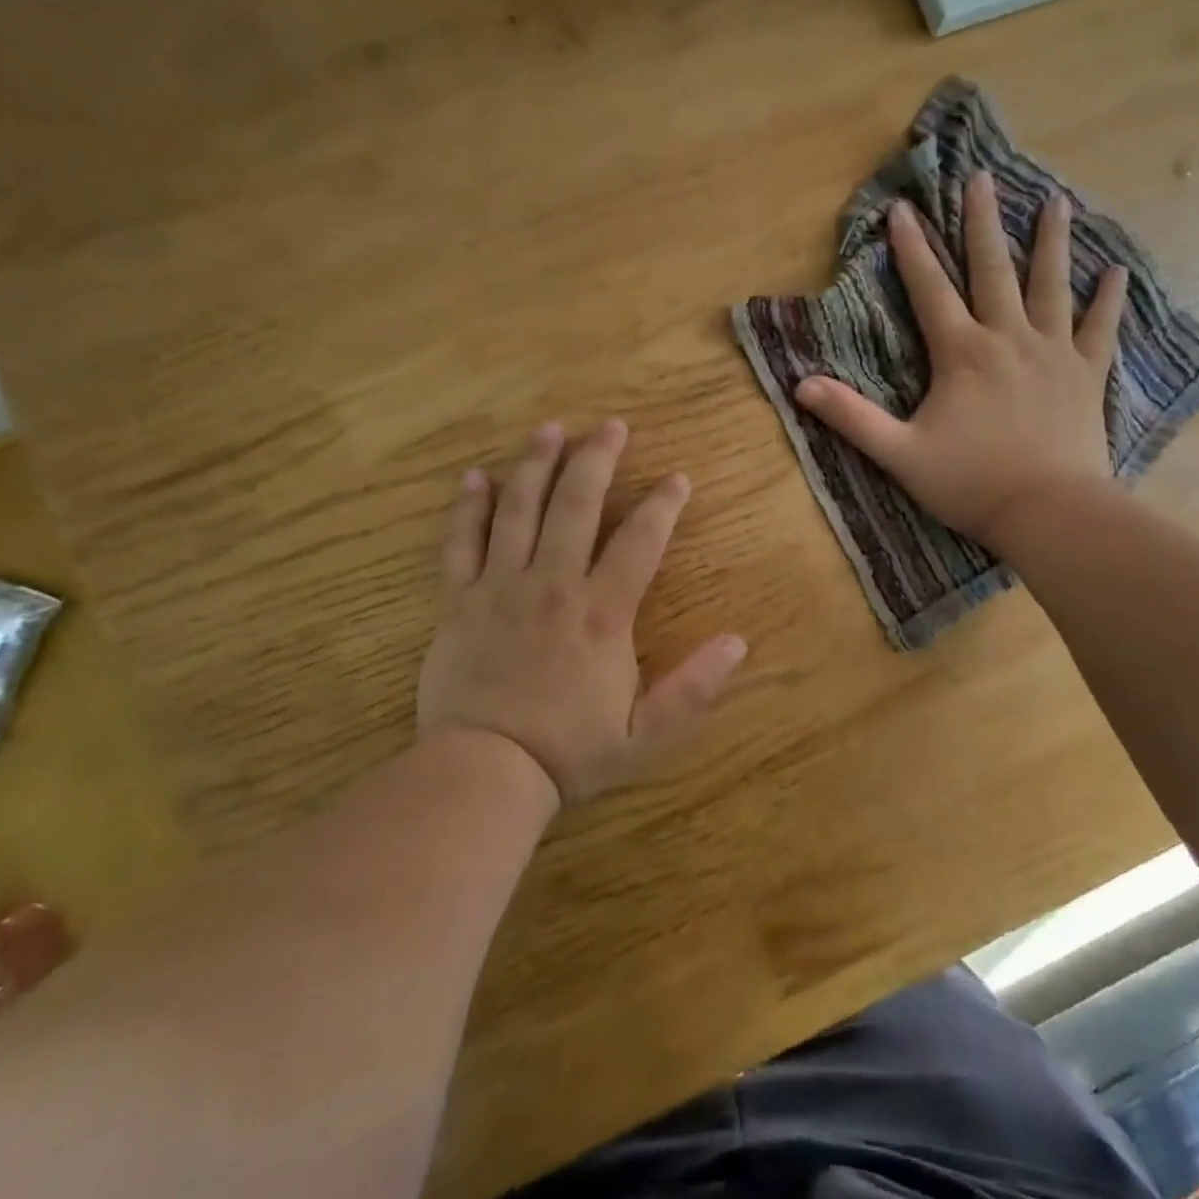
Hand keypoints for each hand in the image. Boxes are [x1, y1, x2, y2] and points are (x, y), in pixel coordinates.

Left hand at [415, 419, 746, 804]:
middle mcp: (553, 585)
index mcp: (602, 614)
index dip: (662, 505)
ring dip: (536, 465)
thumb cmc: (569, 750)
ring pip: (519, 510)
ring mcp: (501, 588)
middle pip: (576, 506)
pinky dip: (468, 508)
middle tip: (610, 426)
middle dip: (596, 461)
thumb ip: (693, 687)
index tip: (677, 477)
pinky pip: (461, 543)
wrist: (484, 772)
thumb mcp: (644, 732)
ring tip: (550, 430)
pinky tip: (474, 477)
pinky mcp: (460, 600)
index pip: (640, 542)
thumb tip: (739, 642)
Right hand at [794, 171, 1128, 551]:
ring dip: (1052, 242)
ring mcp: (1054, 352)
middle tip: (983, 178)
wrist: (1049, 511)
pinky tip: (1117, 272)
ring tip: (1057, 202)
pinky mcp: (1087, 375)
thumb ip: (851, 417)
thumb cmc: (970, 483)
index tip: (903, 208)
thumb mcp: (899, 453)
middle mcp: (1008, 338)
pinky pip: (1100, 329)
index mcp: (961, 353)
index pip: (930, 289)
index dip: (912, 249)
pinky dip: (1110, 300)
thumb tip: (800, 386)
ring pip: (1052, 285)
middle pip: (993, 269)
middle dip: (983, 222)